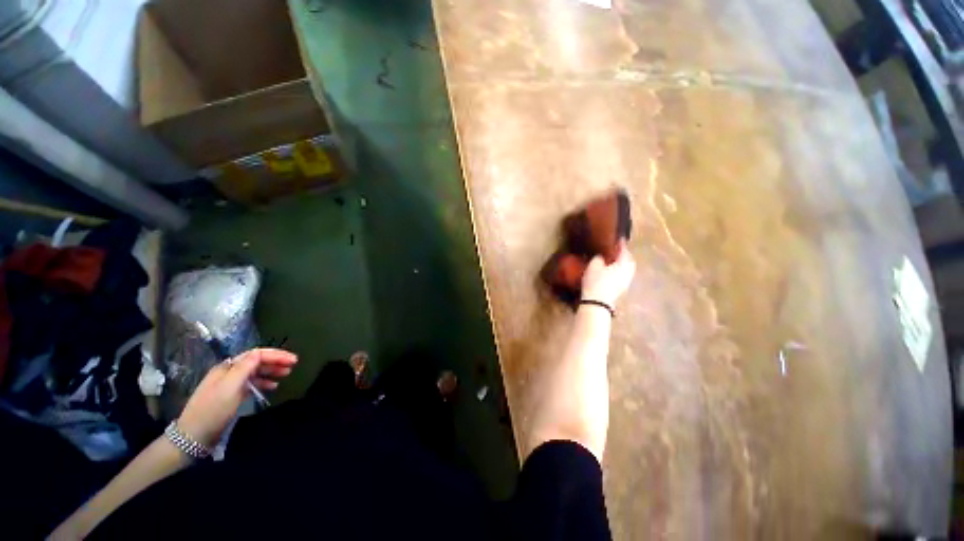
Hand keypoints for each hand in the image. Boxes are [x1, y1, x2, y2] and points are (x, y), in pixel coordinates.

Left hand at [177, 348, 297, 447]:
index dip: (276, 355)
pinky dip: (264, 382)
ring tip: (287, 374)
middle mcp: (229, 372)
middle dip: (276, 361)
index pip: (256, 354)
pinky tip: (273, 386)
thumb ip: (245, 367)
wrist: (193, 436)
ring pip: (255, 372)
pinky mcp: (231, 396)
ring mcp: (230, 384)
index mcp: (228, 367)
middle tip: (294, 364)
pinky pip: (252, 384)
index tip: (293, 359)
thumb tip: (260, 352)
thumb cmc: (213, 409)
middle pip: (256, 361)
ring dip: (272, 371)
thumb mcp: (230, 387)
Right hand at [581, 240, 635, 305]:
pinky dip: (619, 270)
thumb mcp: (594, 265)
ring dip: (622, 263)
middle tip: (615, 249)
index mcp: (624, 263)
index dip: (620, 244)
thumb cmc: (596, 281)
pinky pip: (623, 275)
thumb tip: (602, 255)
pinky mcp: (622, 288)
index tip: (618, 238)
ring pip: (627, 268)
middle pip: (629, 259)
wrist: (598, 302)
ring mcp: (627, 281)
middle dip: (623, 254)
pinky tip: (611, 271)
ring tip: (613, 260)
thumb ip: (600, 257)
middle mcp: (629, 271)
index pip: (624, 250)